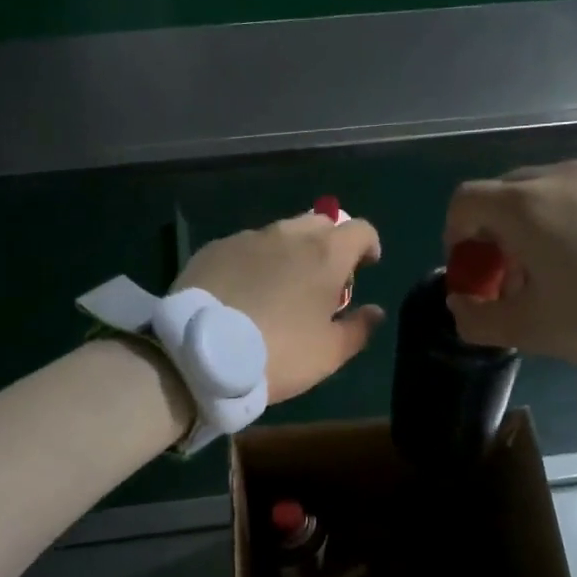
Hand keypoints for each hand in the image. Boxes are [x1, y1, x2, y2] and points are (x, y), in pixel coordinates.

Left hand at [175, 213, 385, 402]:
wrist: (200, 353)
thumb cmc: (278, 353)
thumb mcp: (329, 353)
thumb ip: (359, 328)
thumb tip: (375, 312)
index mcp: (325, 255)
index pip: (360, 229)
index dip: (368, 246)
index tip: (365, 267)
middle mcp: (288, 235)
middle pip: (321, 223)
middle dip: (329, 244)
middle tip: (322, 280)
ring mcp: (247, 238)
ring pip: (280, 233)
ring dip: (289, 252)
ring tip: (279, 287)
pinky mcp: (214, 249)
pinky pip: (245, 247)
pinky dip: (254, 262)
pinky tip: (242, 292)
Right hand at [443, 160, 576, 369]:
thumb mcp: (531, 330)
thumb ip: (478, 318)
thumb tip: (460, 305)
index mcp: (525, 206)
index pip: (465, 200)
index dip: (455, 234)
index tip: (472, 269)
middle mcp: (560, 177)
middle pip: (506, 193)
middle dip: (496, 231)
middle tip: (514, 274)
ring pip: (550, 191)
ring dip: (538, 224)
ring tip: (563, 267)